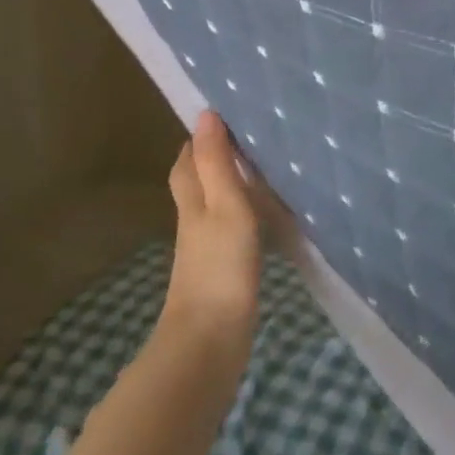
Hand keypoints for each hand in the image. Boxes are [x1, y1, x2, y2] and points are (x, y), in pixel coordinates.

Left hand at [160, 111, 265, 357]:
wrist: (210, 341)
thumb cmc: (219, 265)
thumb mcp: (224, 205)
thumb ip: (216, 162)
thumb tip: (204, 114)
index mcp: (192, 200)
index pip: (188, 159)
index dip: (200, 137)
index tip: (226, 115)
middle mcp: (194, 219)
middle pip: (198, 180)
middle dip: (215, 156)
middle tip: (249, 137)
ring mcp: (207, 247)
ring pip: (215, 203)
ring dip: (231, 184)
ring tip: (264, 167)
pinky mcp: (223, 269)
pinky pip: (232, 227)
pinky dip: (245, 213)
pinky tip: (267, 216)